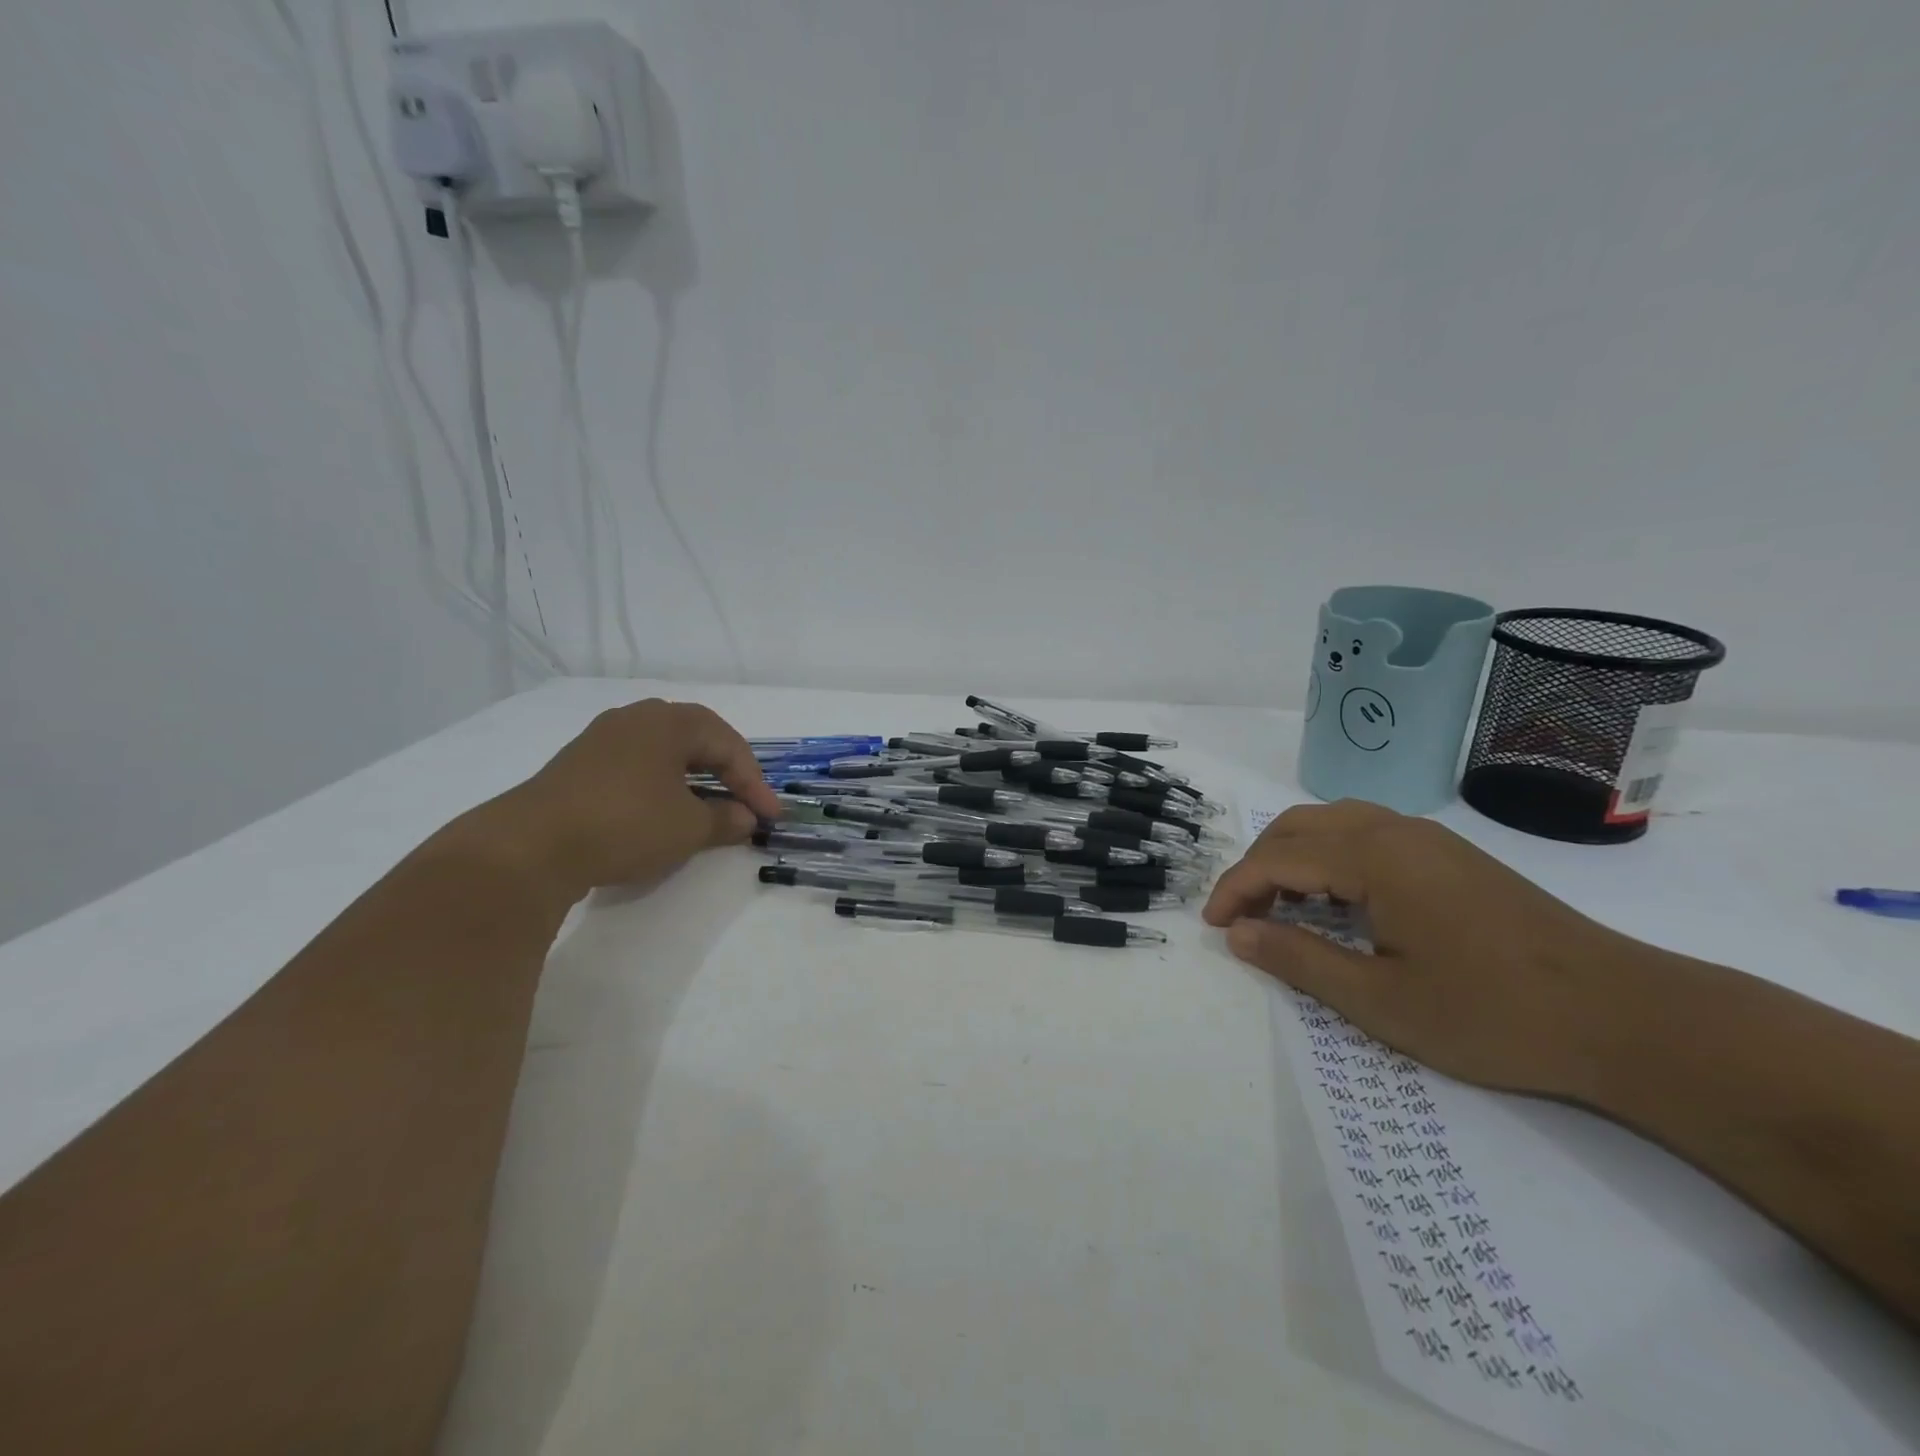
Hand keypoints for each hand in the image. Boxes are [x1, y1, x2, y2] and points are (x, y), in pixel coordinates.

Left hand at [476, 699, 781, 898]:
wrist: (530, 847)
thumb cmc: (625, 824)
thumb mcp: (688, 827)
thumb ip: (725, 819)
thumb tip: (745, 819)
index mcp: (670, 722)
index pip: (729, 746)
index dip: (755, 783)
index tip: (770, 817)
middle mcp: (637, 719)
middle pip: (698, 741)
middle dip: (726, 774)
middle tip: (745, 805)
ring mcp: (603, 740)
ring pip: (665, 755)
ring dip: (693, 782)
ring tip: (708, 810)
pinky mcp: (578, 765)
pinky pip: (637, 768)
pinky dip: (661, 788)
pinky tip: (662, 813)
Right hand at [1203, 801, 1639, 1098]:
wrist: (1627, 1018)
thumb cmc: (1494, 1014)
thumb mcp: (1381, 1001)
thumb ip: (1299, 960)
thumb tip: (1238, 934)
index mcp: (1375, 857)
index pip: (1278, 857)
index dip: (1236, 888)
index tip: (1213, 926)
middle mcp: (1396, 830)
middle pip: (1299, 827)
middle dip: (1257, 866)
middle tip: (1240, 915)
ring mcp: (1429, 839)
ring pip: (1333, 823)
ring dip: (1292, 856)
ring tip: (1280, 905)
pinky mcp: (1453, 856)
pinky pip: (1367, 834)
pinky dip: (1329, 857)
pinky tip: (1337, 900)